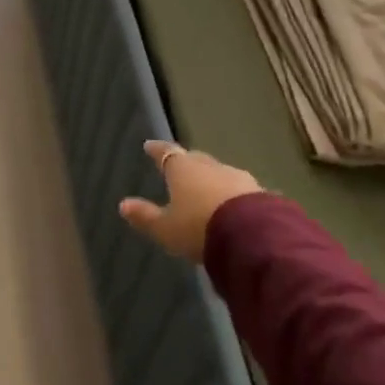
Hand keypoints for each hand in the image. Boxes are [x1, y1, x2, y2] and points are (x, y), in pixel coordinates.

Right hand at [119, 140, 267, 262]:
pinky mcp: (261, 194)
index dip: (157, 150)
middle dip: (187, 164)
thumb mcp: (166, 229)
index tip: (149, 145)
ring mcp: (238, 178)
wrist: (253, 238)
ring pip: (220, 174)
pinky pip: (241, 191)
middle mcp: (210, 166)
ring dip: (213, 180)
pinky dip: (233, 195)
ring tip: (208, 191)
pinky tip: (234, 206)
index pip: (166, 153)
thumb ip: (145, 216)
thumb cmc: (199, 228)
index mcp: (183, 169)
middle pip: (195, 160)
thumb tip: (123, 204)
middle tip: (180, 168)